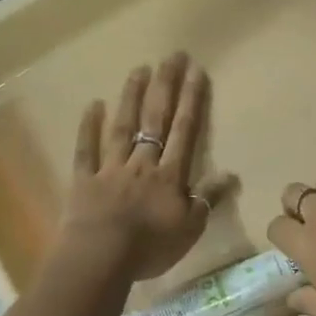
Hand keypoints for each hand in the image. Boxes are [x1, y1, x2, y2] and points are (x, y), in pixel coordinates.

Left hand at [62, 53, 224, 281]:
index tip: (196, 70)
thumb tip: (230, 174)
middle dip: (165, 86)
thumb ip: (208, 199)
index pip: (184, 131)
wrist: (100, 259)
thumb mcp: (190, 228)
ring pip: (123, 127)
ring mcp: (111, 169)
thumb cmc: (150, 247)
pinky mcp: (84, 180)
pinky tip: (93, 105)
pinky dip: (89, 127)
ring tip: (139, 69)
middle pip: (155, 119)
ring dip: (131, 97)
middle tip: (171, 56)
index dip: (191, 100)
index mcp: (169, 175)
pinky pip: (86, 150)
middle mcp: (142, 163)